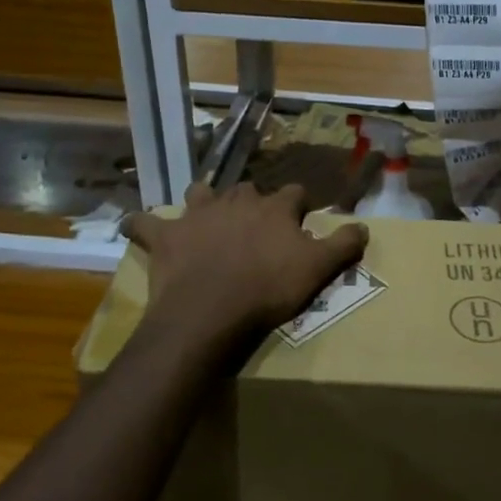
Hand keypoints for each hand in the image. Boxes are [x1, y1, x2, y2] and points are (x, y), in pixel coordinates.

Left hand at [122, 183, 367, 345]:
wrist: (211, 310)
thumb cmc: (268, 289)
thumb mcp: (317, 269)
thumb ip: (343, 245)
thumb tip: (363, 226)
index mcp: (274, 208)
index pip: (294, 193)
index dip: (299, 205)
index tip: (301, 220)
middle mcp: (236, 201)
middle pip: (248, 190)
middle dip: (253, 202)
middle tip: (256, 227)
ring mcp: (197, 215)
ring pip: (201, 193)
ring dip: (205, 201)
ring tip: (208, 217)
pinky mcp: (166, 236)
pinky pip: (145, 223)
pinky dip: (141, 224)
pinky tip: (137, 226)